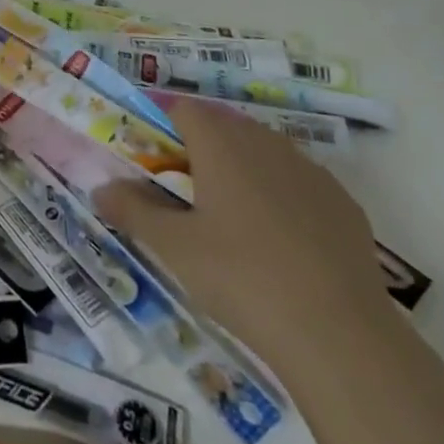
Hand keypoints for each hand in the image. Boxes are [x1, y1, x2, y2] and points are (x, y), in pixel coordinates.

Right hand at [93, 100, 393, 376]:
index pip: (183, 109)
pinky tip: (281, 246)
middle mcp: (265, 142)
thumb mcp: (174, 248)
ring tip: (230, 222)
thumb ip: (134, 210)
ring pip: (263, 154)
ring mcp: (310, 170)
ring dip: (241, 172)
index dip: (162, 127)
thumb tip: (100, 188)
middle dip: (200, 150)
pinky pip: (300, 185)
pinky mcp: (343, 204)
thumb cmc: (241, 278)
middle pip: (223, 127)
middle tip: (184, 195)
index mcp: (221, 142)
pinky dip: (282, 199)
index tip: (151, 162)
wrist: (339, 334)